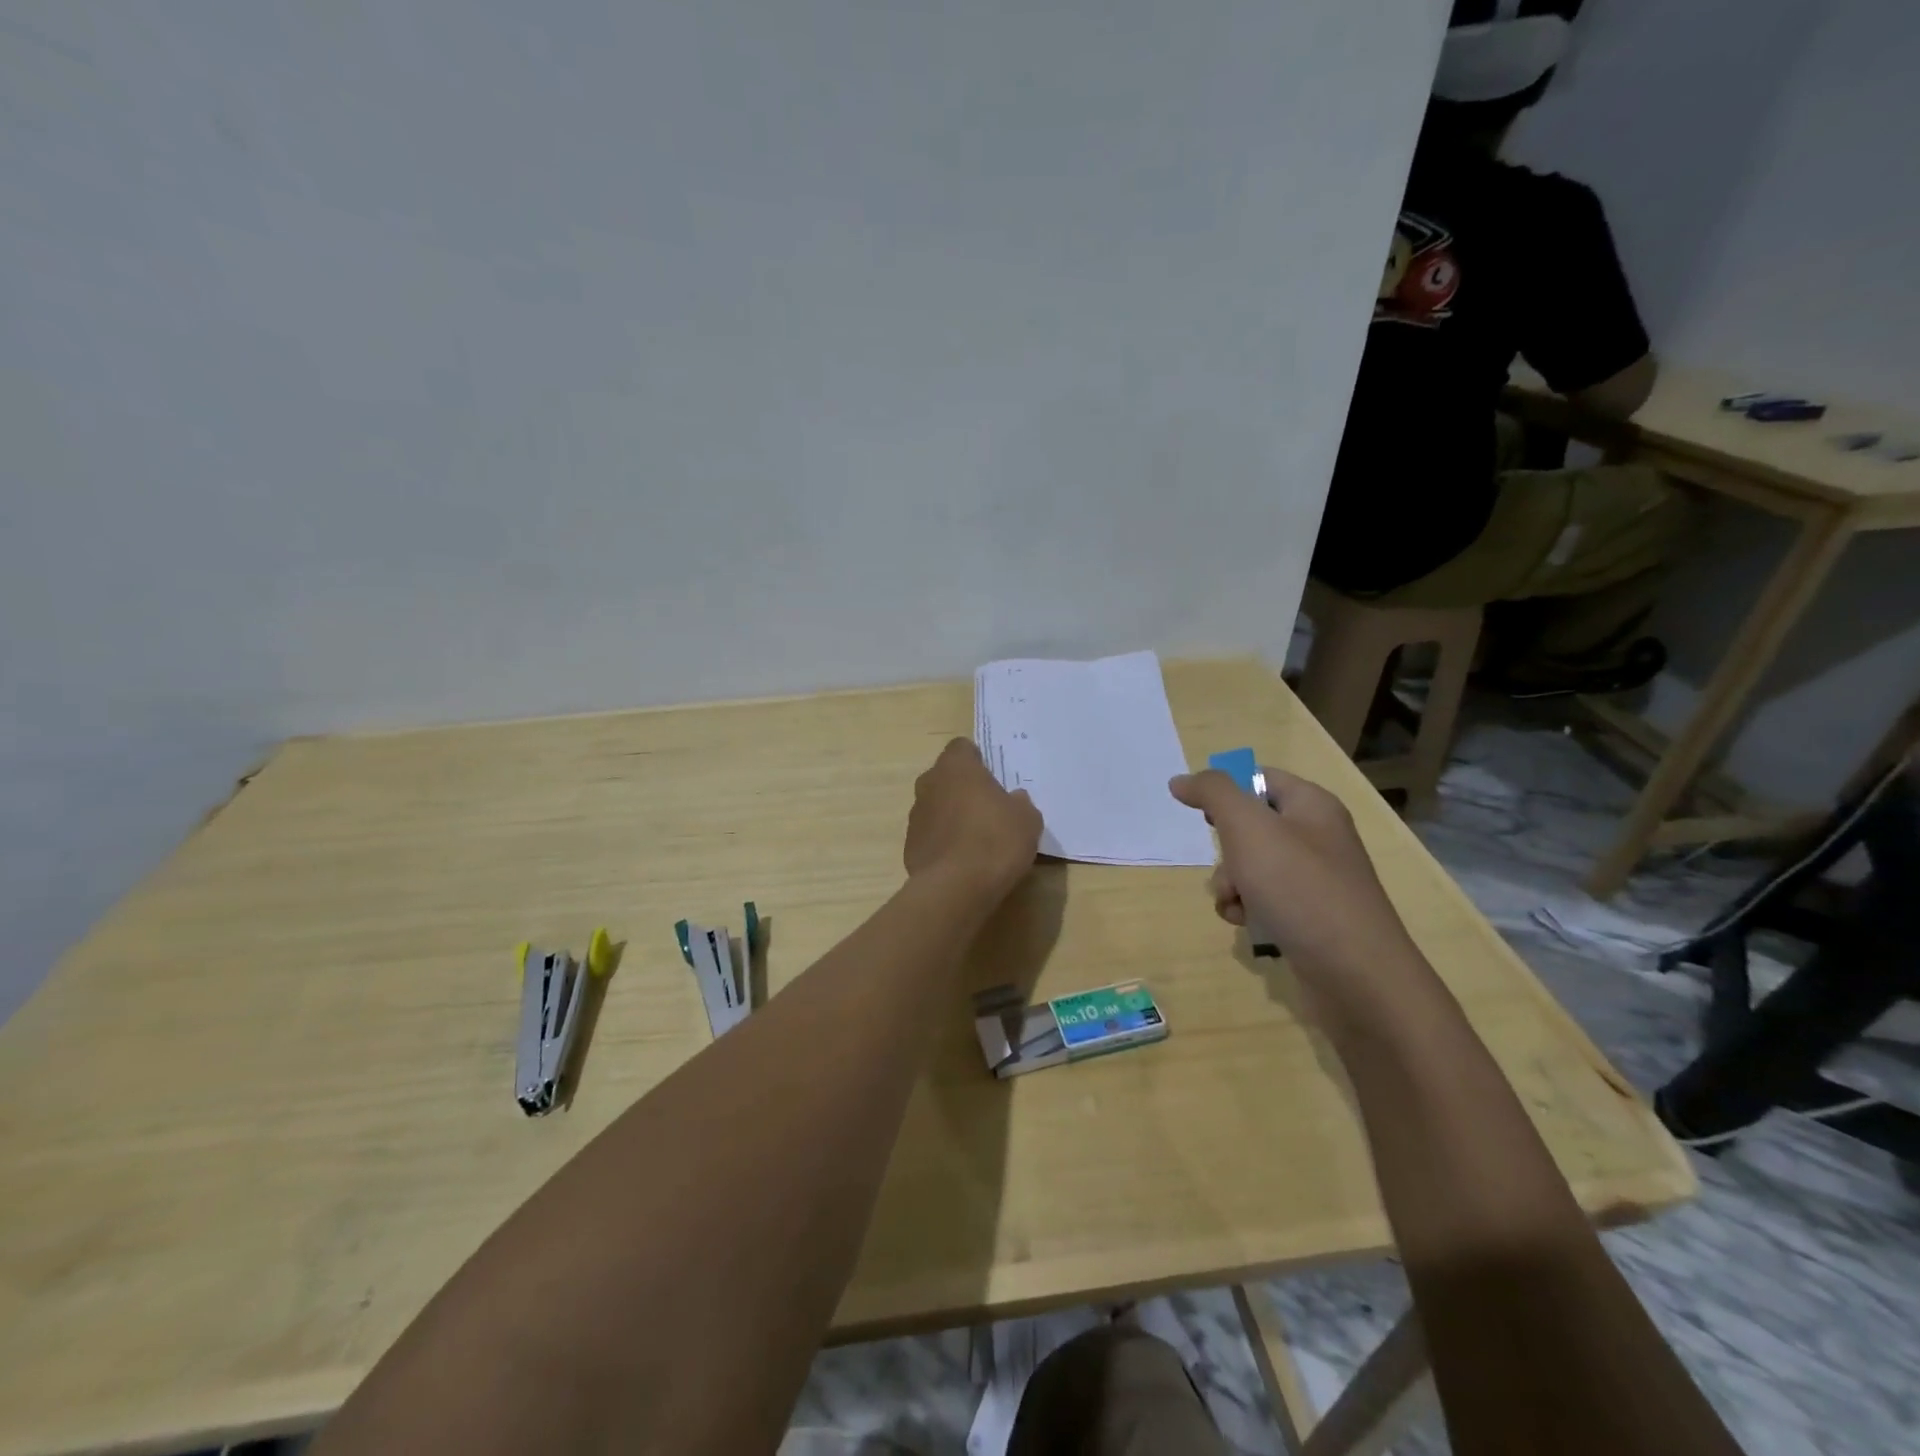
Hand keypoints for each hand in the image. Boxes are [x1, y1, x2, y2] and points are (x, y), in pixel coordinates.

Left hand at [905, 740, 1042, 898]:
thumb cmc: (995, 841)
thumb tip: (1013, 800)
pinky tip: (963, 862)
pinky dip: (944, 843)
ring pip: (936, 806)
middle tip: (989, 809)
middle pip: (946, 777)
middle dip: (964, 788)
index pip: (962, 748)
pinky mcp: (910, 846)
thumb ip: (1019, 803)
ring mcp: (916, 816)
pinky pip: (931, 835)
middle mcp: (929, 784)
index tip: (993, 778)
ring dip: (952, 816)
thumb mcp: (1027, 819)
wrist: (956, 888)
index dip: (978, 760)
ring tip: (977, 840)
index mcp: (956, 767)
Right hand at [1169, 767, 1421, 986]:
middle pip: (1250, 825)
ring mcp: (1315, 879)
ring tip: (1235, 903)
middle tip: (1230, 865)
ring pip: (1250, 866)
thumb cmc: (1300, 888)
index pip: (1259, 778)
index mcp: (1312, 805)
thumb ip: (1213, 793)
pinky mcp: (1309, 915)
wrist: (1355, 974)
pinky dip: (1246, 908)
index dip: (1227, 792)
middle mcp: (1317, 837)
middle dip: (1225, 848)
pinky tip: (1244, 923)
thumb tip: (1182, 780)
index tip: (1204, 817)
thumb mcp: (1248, 827)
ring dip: (1229, 883)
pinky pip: (1263, 899)